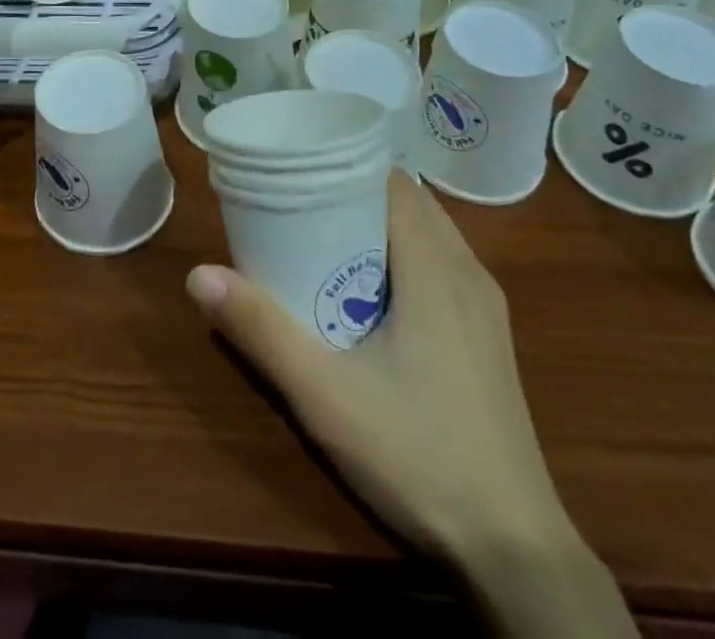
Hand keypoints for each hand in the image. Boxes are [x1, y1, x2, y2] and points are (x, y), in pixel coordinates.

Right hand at [185, 174, 574, 565]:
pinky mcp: (490, 336)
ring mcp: (486, 305)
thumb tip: (199, 275)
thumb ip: (261, 330)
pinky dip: (405, 252)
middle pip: (409, 201)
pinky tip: (372, 288)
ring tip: (325, 235)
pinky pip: (442, 263)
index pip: (393, 181)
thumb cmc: (417, 454)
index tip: (300, 166)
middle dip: (355, 191)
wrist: (515, 550)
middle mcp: (468, 271)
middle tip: (300, 200)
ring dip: (380, 223)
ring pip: (429, 232)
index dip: (346, 164)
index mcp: (436, 268)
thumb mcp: (324, 394)